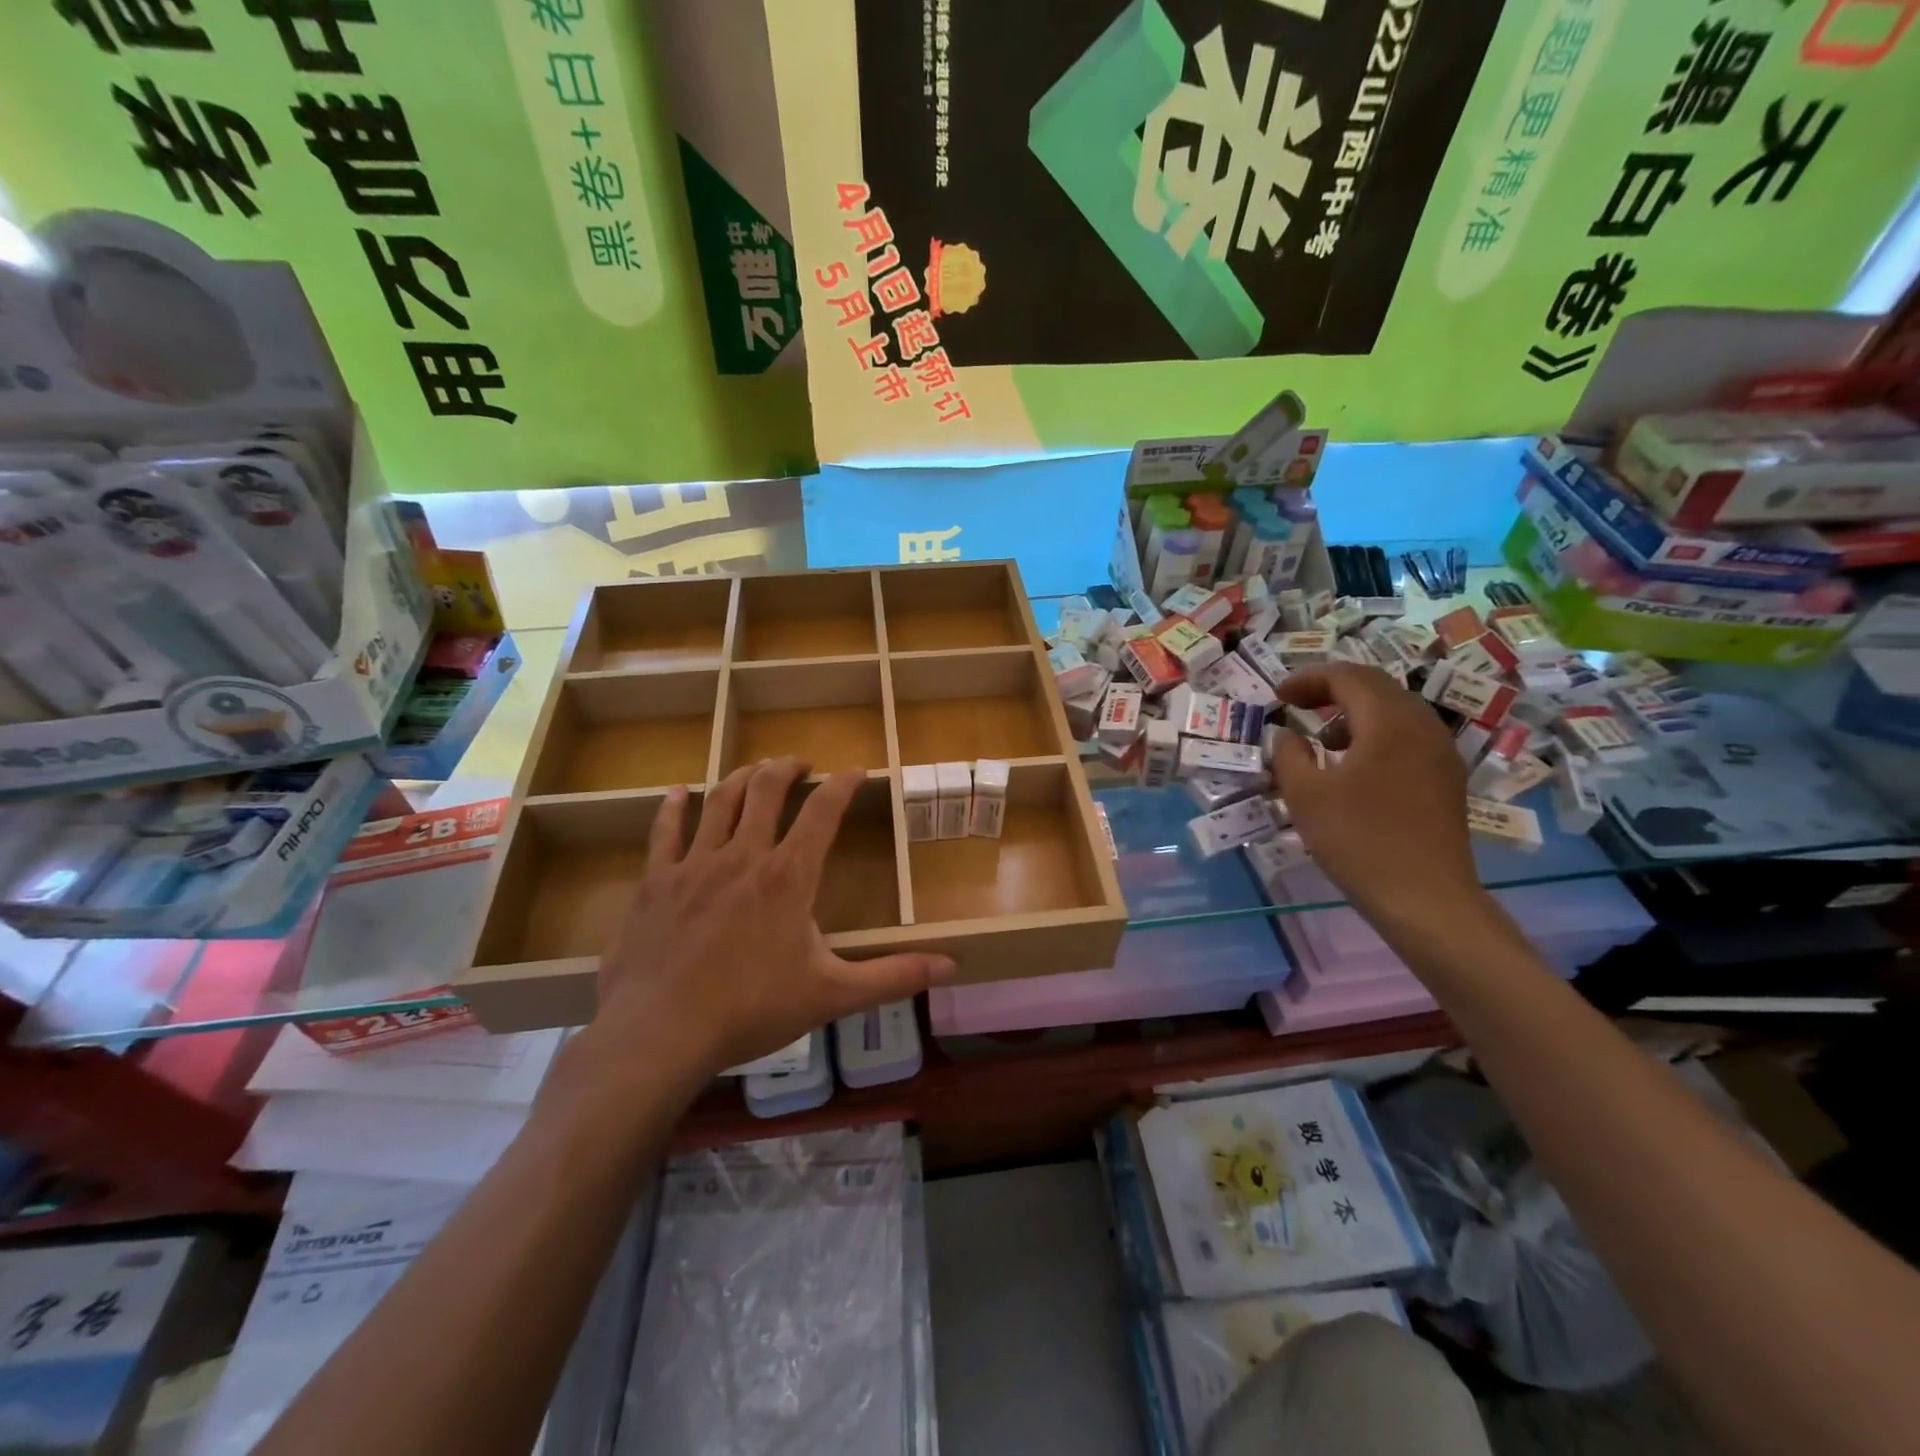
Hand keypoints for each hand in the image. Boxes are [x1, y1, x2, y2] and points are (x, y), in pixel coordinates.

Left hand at [589, 758, 954, 1079]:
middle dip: (787, 768)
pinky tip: (680, 793)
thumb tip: (951, 966)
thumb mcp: (831, 995)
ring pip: (720, 800)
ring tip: (754, 770)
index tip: (857, 771)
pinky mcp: (657, 881)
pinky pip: (665, 831)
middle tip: (800, 765)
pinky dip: (674, 807)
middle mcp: (743, 855)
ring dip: (741, 777)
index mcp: (788, 876)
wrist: (662, 1033)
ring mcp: (694, 864)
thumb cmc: (752, 1010)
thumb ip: (893, 976)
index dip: (844, 784)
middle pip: (766, 789)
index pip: (823, 811)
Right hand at [1272, 664, 1482, 932]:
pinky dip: (1375, 734)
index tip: (1278, 696)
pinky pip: (1407, 735)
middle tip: (1296, 705)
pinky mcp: (1446, 777)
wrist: (1425, 899)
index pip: (1347, 677)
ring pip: (1394, 710)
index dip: (1308, 679)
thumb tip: (1285, 734)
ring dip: (1354, 713)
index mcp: (1389, 721)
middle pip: (1375, 686)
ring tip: (1322, 740)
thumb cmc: (1359, 841)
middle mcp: (1422, 725)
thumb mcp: (1306, 795)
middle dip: (1331, 690)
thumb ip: (1288, 755)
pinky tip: (1354, 767)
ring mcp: (1441, 752)